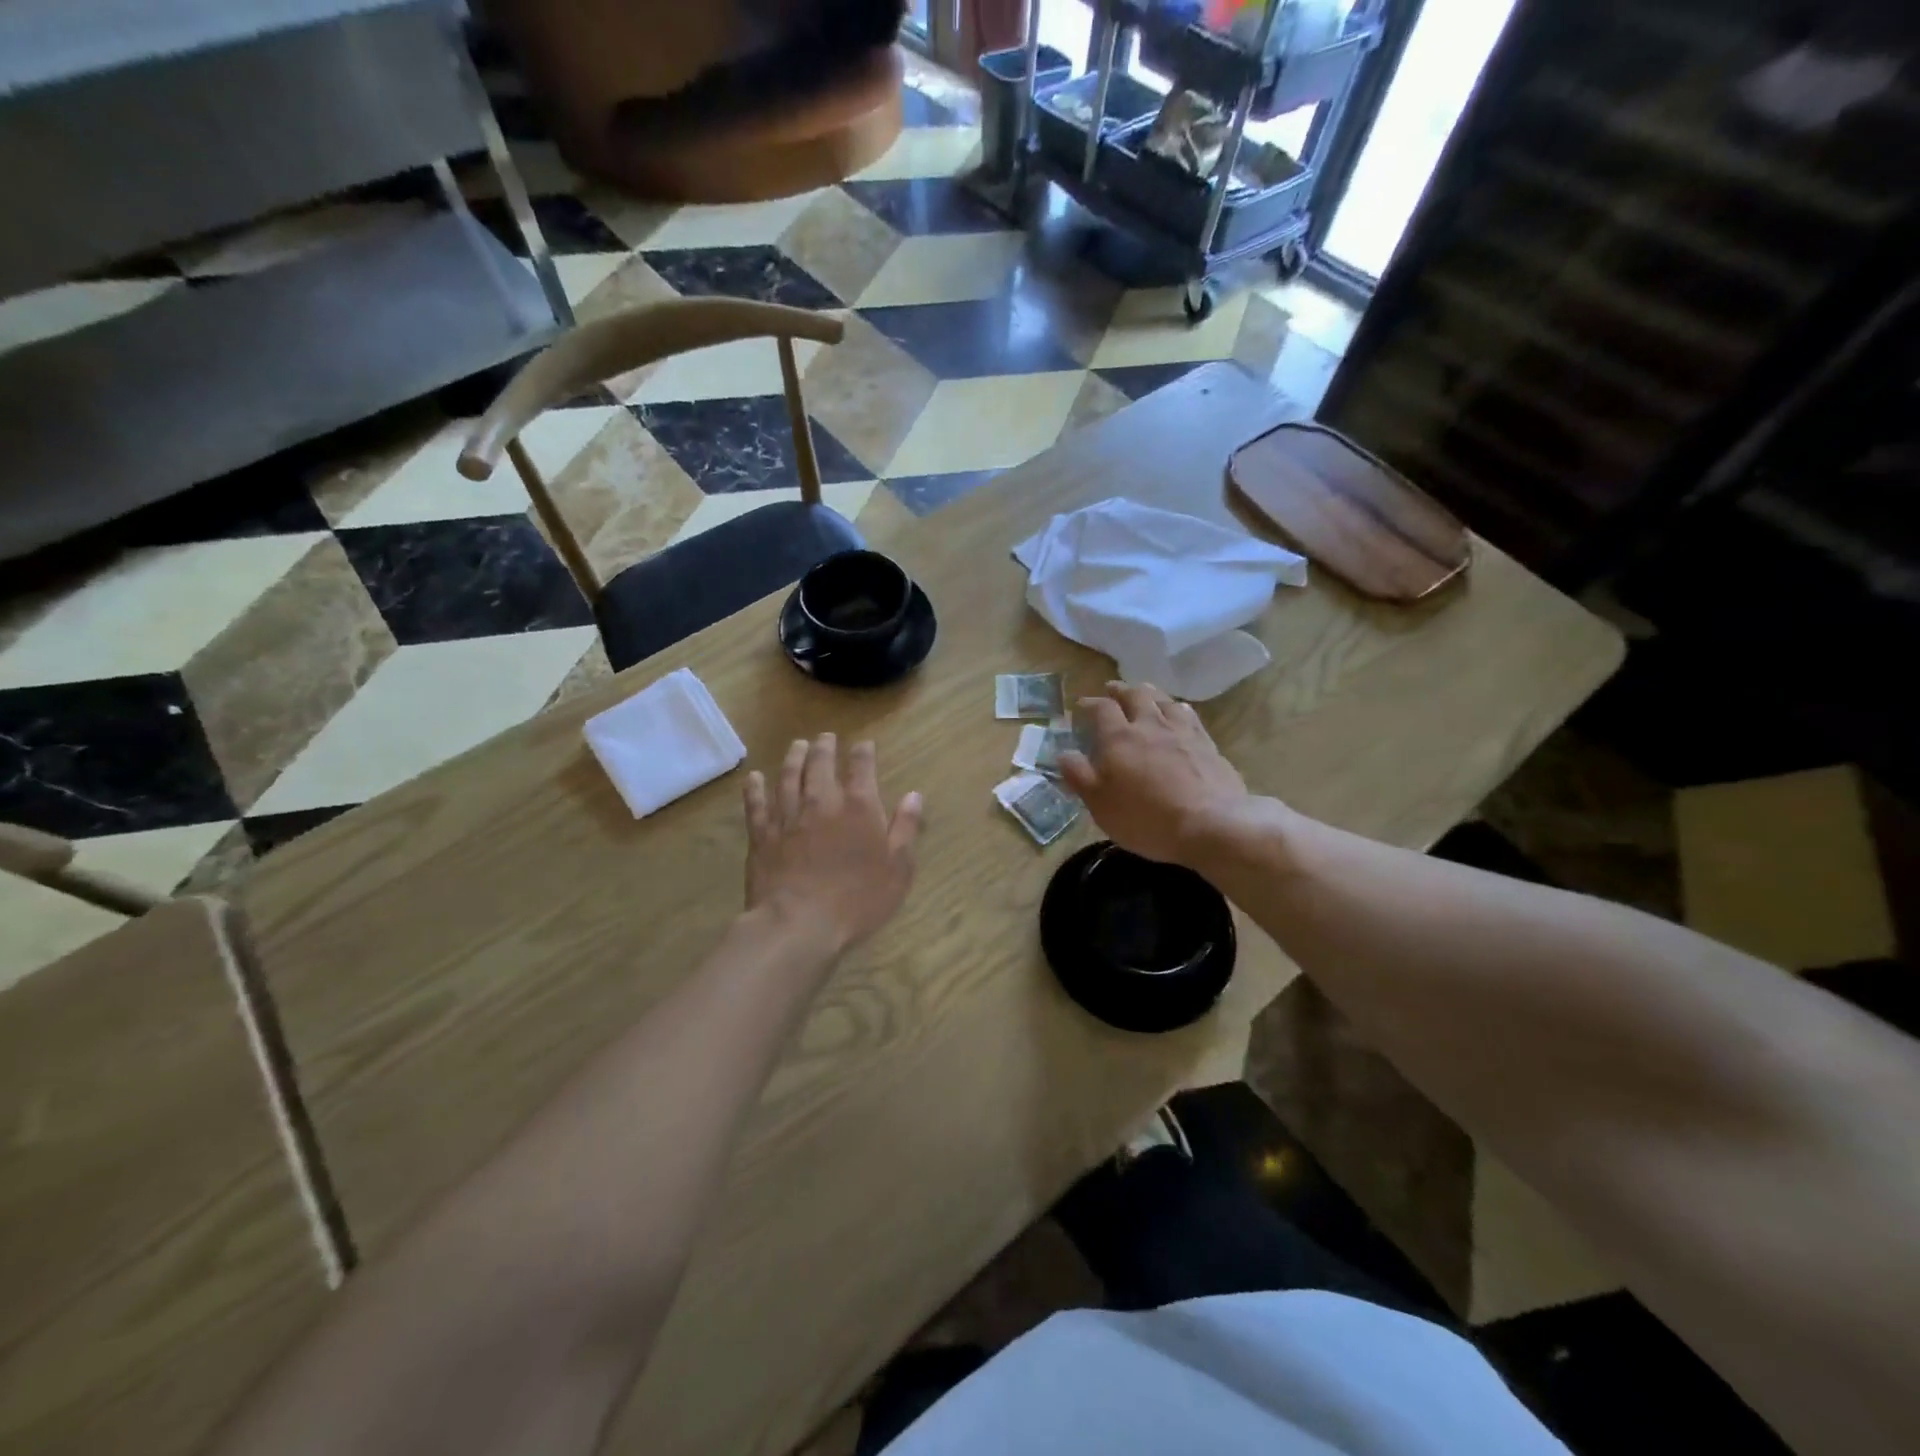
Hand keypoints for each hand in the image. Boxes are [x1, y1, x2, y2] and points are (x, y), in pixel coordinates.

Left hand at [744, 734, 922, 951]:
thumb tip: (914, 796)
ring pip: (789, 777)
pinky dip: (755, 788)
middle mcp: (822, 802)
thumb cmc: (858, 900)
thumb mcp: (898, 869)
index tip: (864, 744)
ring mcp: (788, 816)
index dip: (863, 752)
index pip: (862, 767)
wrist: (799, 924)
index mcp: (859, 808)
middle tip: (825, 737)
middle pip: (821, 764)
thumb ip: (906, 829)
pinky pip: (756, 804)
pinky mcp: (762, 835)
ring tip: (797, 745)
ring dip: (794, 758)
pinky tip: (754, 778)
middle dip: (824, 747)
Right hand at [1057, 682, 1248, 865]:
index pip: (1101, 709)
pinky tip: (1179, 712)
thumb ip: (1080, 776)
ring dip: (1149, 693)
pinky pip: (1189, 715)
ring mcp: (1182, 731)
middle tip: (1112, 689)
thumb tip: (1064, 753)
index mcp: (1119, 737)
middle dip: (1120, 690)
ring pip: (1164, 700)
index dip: (1090, 704)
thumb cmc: (1146, 818)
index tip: (1082, 705)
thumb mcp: (1100, 804)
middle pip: (1135, 695)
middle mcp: (1150, 725)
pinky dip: (1177, 708)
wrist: (1211, 824)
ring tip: (1144, 692)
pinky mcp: (1207, 743)